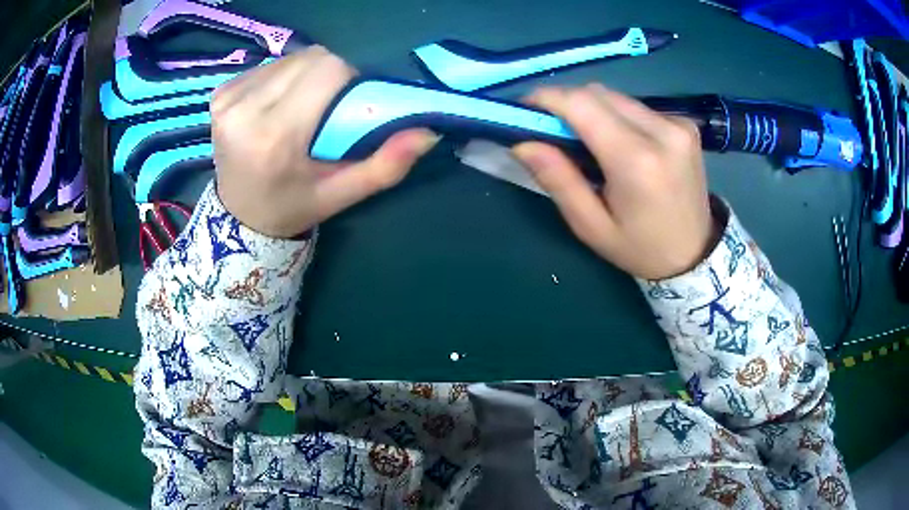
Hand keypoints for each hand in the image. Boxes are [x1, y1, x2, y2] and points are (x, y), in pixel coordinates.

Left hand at [211, 46, 437, 237]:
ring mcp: (228, 100)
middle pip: (311, 59)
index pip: (327, 71)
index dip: (350, 79)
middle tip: (329, 106)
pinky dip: (284, 77)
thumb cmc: (293, 206)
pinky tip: (278, 104)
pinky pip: (269, 66)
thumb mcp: (343, 194)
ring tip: (303, 107)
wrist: (239, 217)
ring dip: (308, 74)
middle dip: (331, 75)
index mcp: (275, 138)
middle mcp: (245, 111)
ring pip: (291, 58)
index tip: (350, 103)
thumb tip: (429, 130)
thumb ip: (386, 165)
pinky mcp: (220, 94)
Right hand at [512, 84, 718, 279]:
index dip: (547, 98)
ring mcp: (678, 125)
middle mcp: (661, 131)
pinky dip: (617, 116)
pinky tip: (620, 143)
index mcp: (636, 161)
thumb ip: (558, 180)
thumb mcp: (591, 226)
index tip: (524, 109)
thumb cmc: (640, 248)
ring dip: (592, 109)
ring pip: (617, 97)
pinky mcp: (685, 125)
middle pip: (598, 93)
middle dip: (567, 103)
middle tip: (551, 129)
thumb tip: (522, 143)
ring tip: (586, 140)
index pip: (581, 104)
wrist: (696, 253)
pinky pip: (637, 107)